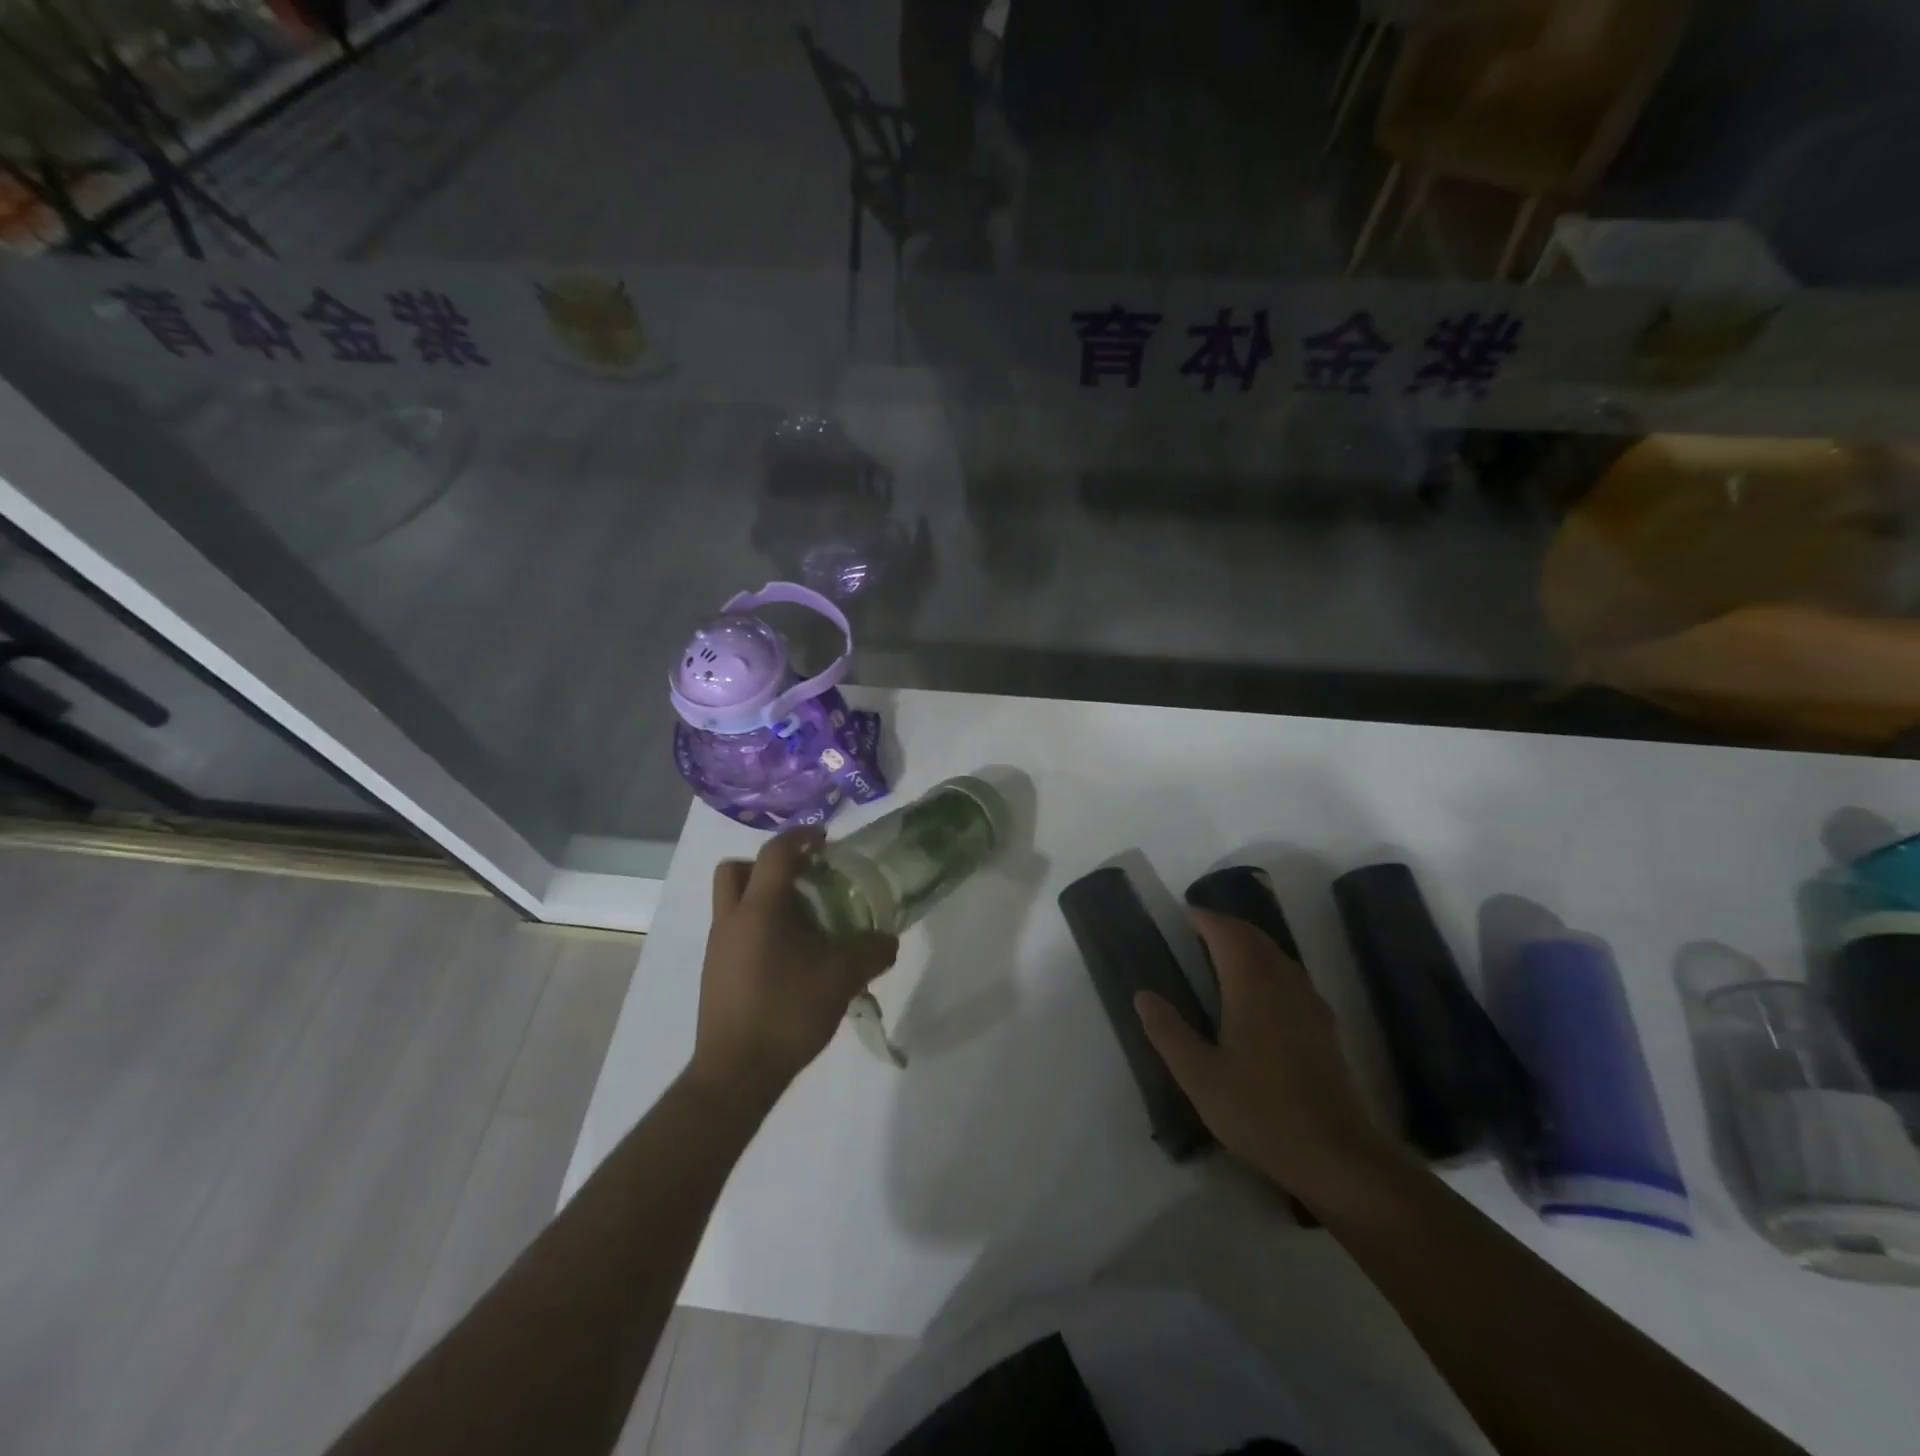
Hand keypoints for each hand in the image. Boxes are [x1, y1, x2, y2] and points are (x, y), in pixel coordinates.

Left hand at [689, 827, 898, 1105]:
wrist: (736, 1074)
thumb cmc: (787, 1013)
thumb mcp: (841, 979)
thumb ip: (871, 953)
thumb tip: (889, 941)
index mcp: (760, 911)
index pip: (775, 854)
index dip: (800, 838)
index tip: (824, 840)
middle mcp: (731, 920)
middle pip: (736, 870)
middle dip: (768, 865)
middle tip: (802, 880)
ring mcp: (718, 948)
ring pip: (733, 901)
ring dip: (764, 898)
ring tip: (804, 922)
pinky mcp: (715, 973)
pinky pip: (735, 931)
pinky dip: (759, 927)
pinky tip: (789, 957)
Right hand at [1136, 909, 1401, 1198]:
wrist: (1336, 1156)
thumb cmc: (1260, 1111)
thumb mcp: (1199, 1076)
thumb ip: (1168, 1031)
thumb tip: (1143, 995)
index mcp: (1251, 985)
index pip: (1227, 933)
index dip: (1205, 919)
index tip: (1184, 914)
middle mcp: (1284, 983)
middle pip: (1255, 938)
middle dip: (1227, 926)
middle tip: (1198, 929)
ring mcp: (1310, 1004)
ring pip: (1278, 956)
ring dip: (1250, 945)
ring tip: (1223, 954)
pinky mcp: (1325, 1027)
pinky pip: (1292, 977)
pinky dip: (1269, 967)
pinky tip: (1261, 994)